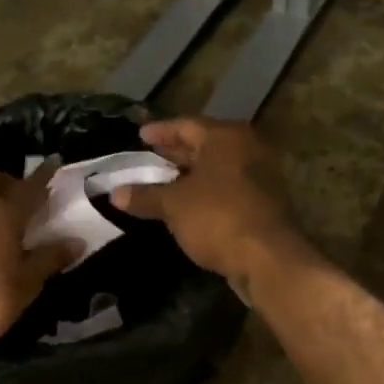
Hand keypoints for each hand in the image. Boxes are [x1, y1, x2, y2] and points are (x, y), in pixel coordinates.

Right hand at [111, 119, 307, 300]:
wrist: (268, 258)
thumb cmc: (218, 217)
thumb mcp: (174, 205)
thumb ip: (145, 196)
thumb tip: (115, 193)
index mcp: (226, 137)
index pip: (186, 125)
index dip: (161, 131)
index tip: (140, 136)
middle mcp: (247, 148)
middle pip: (205, 144)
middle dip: (176, 153)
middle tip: (150, 158)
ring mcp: (260, 176)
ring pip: (217, 168)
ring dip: (191, 175)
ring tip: (163, 183)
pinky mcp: (264, 203)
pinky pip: (227, 188)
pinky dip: (206, 192)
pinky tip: (187, 206)